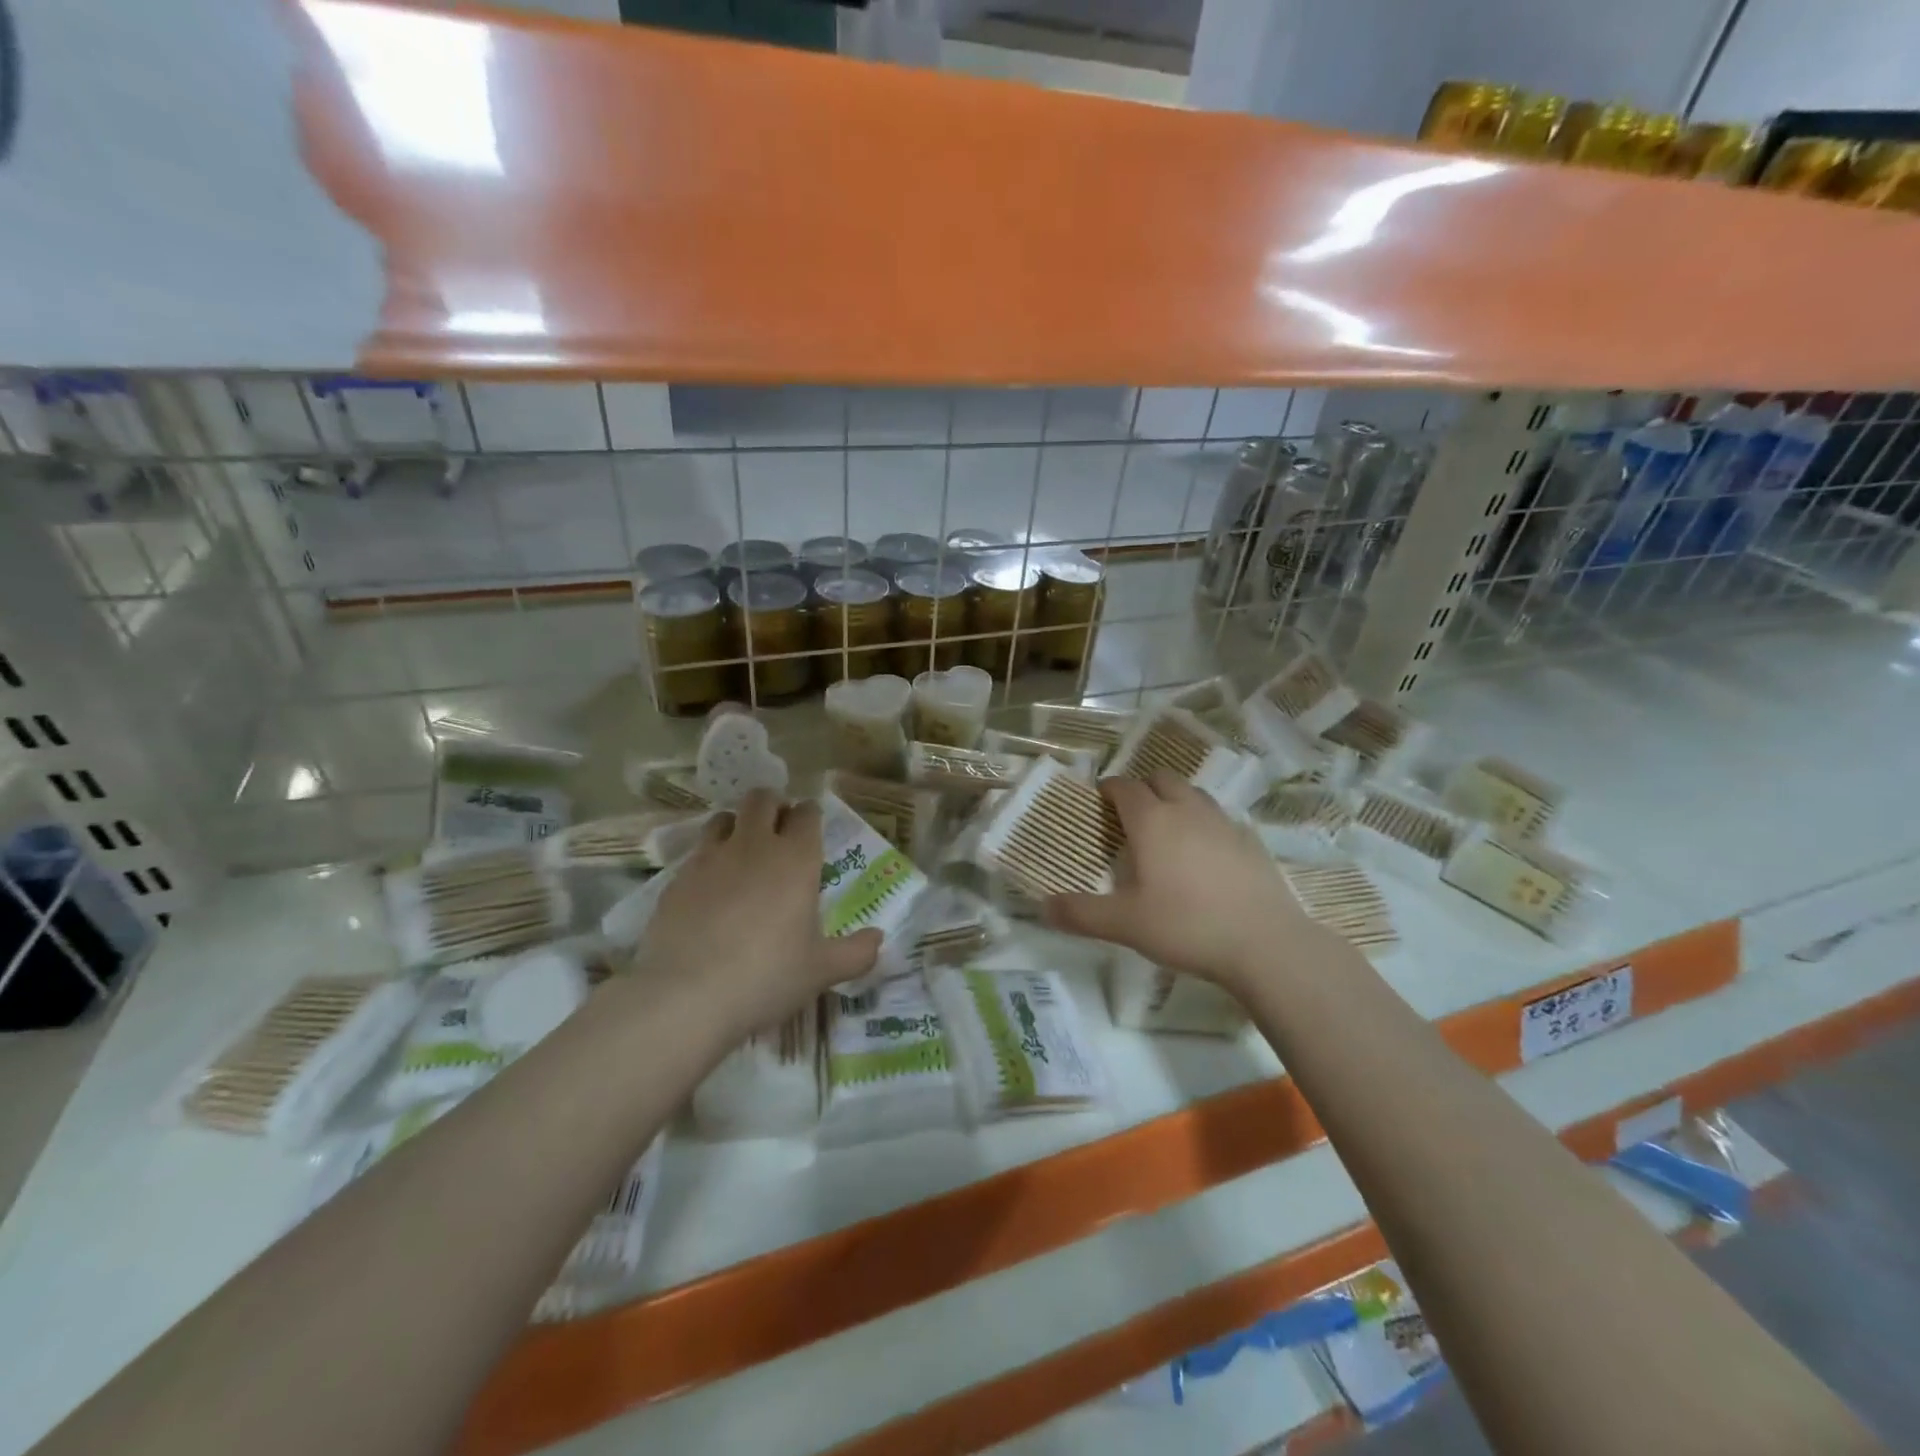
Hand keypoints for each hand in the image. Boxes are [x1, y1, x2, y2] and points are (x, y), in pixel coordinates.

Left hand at [634, 790, 881, 1043]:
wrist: (687, 996)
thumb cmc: (767, 976)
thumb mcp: (821, 971)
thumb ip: (856, 952)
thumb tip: (879, 939)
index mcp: (796, 859)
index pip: (807, 813)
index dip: (810, 816)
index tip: (811, 829)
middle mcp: (754, 846)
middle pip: (762, 799)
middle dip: (773, 806)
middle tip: (778, 831)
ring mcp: (710, 859)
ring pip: (723, 818)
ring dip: (736, 826)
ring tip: (742, 854)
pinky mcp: (676, 879)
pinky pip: (696, 855)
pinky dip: (707, 862)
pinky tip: (709, 892)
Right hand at [1043, 772, 1332, 993]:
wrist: (1265, 943)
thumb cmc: (1186, 926)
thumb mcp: (1125, 924)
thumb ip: (1081, 913)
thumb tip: (1043, 906)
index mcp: (1152, 821)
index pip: (1125, 787)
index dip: (1109, 789)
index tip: (1099, 800)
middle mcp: (1187, 810)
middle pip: (1161, 779)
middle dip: (1142, 787)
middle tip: (1130, 814)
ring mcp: (1223, 823)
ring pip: (1193, 794)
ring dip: (1175, 800)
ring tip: (1166, 829)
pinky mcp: (1250, 841)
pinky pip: (1219, 818)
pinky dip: (1204, 823)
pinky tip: (1204, 855)